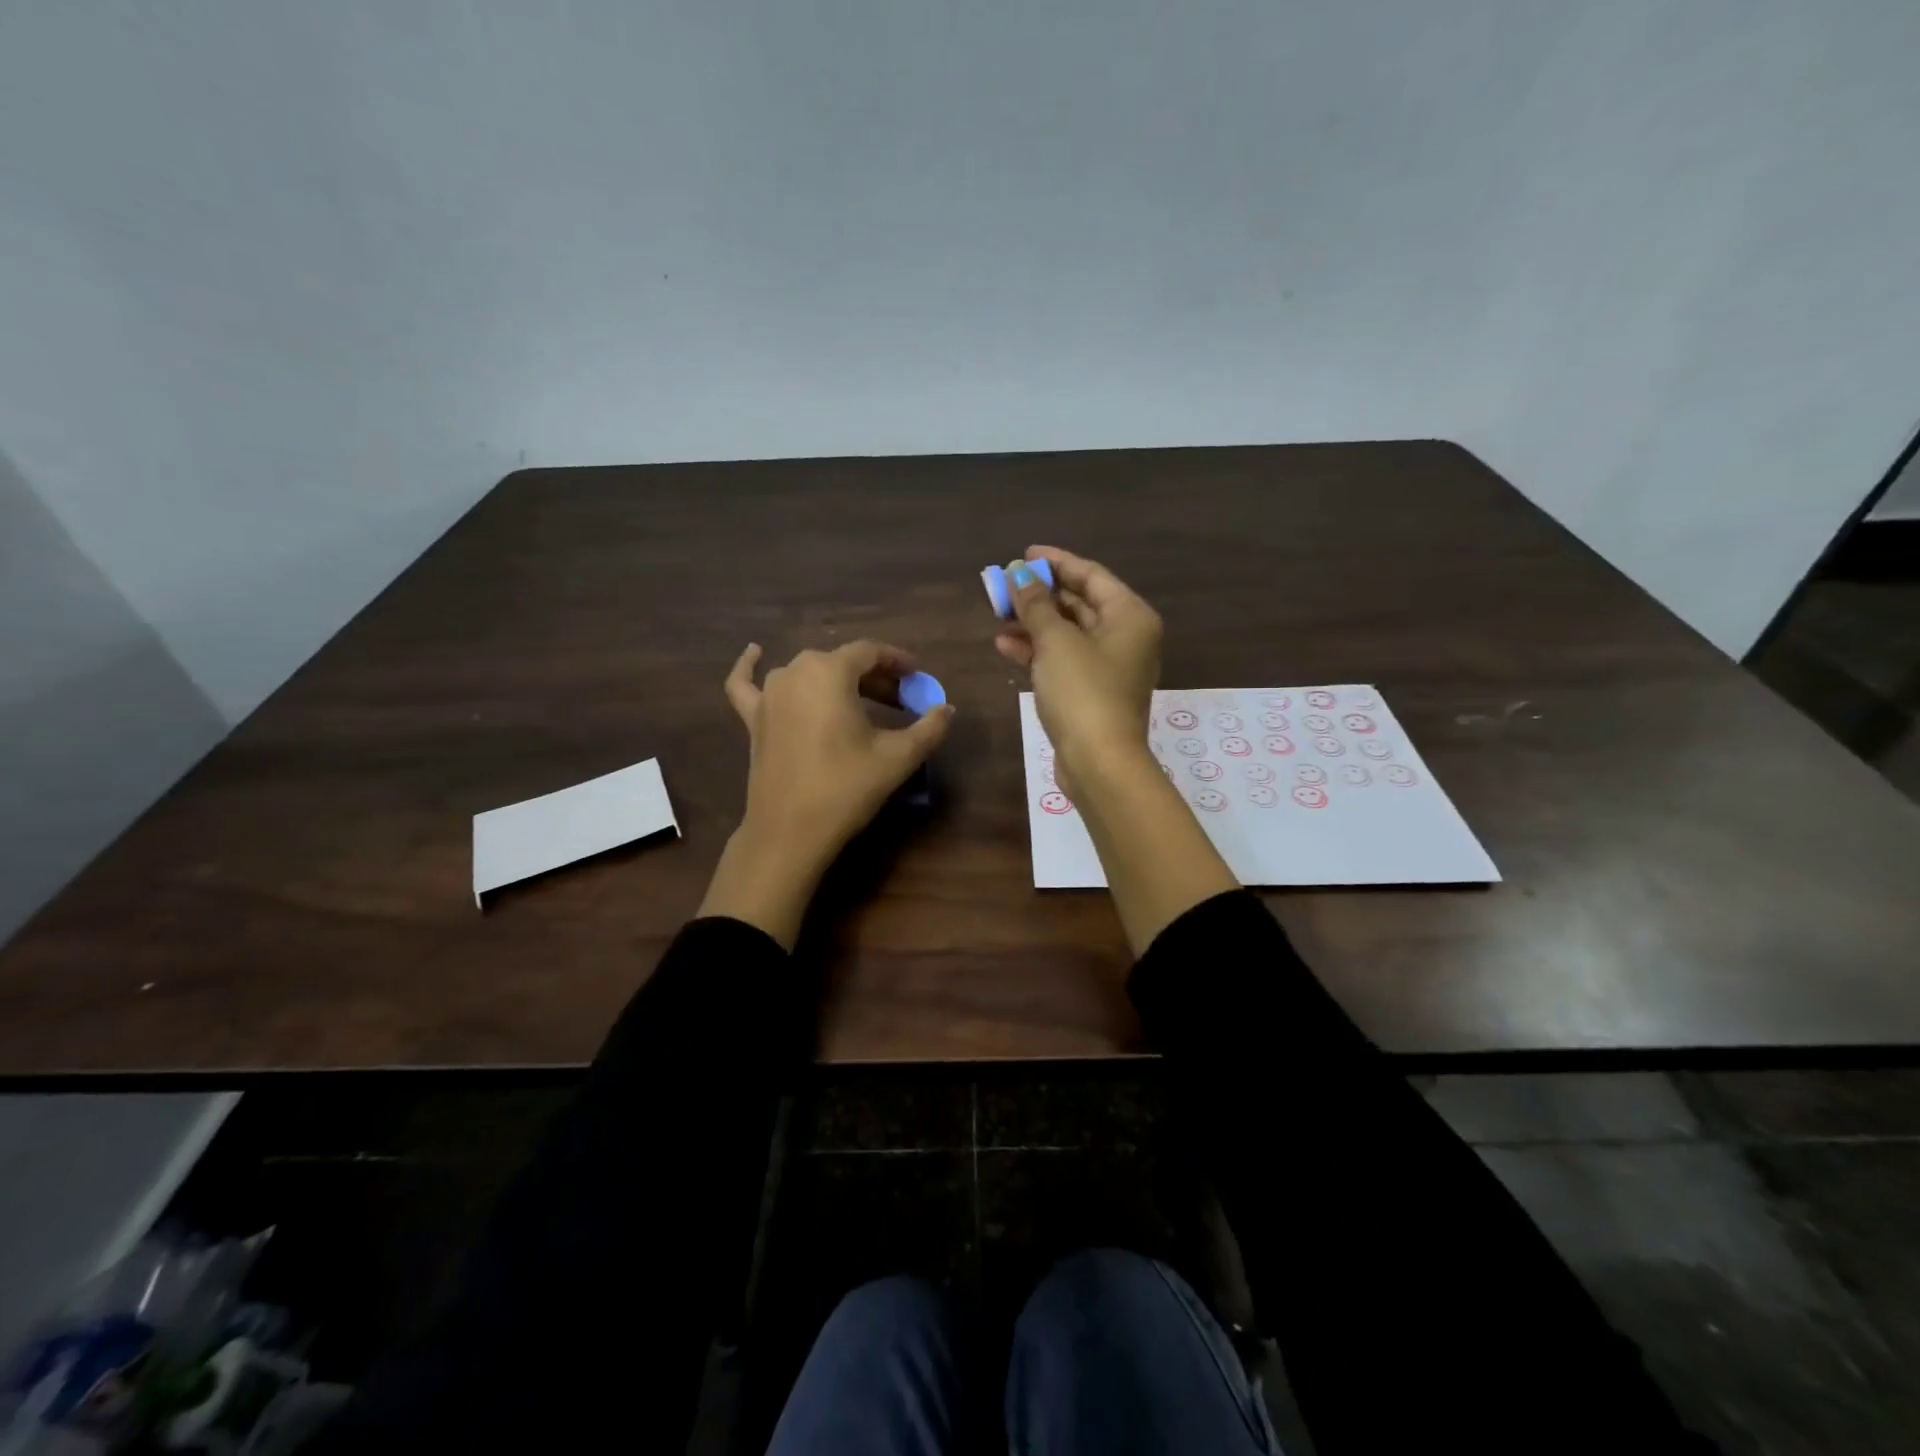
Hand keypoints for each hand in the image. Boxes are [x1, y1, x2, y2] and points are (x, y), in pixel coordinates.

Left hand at [699, 640, 953, 947]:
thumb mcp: (898, 757)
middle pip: (841, 662)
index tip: (917, 677)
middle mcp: (795, 671)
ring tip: (859, 698)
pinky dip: (750, 666)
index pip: (870, 652)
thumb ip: (929, 728)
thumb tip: (948, 709)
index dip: (897, 661)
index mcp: (830, 672)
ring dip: (835, 680)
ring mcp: (768, 694)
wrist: (790, 831)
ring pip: (807, 673)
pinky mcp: (752, 718)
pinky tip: (754, 651)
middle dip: (874, 677)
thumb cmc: (846, 787)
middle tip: (899, 700)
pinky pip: (747, 683)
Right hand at [994, 545, 1161, 794]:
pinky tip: (1005, 645)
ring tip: (997, 614)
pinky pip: (1064, 659)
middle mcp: (1126, 637)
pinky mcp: (1092, 692)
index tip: (1023, 554)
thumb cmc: (1083, 692)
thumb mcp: (1055, 641)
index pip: (1091, 574)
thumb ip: (1035, 604)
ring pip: (1068, 633)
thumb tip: (1019, 574)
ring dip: (1034, 622)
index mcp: (1130, 615)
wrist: (1099, 762)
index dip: (1056, 562)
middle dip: (1040, 594)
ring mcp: (1110, 667)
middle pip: (1079, 603)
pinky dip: (1038, 650)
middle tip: (1004, 585)